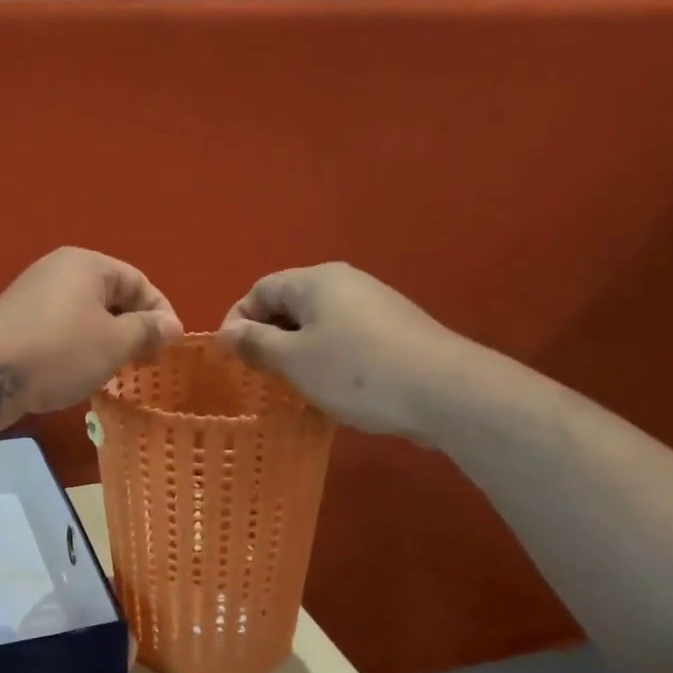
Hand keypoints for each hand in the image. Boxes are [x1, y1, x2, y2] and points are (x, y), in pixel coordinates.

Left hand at [0, 248, 183, 414]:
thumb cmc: (59, 350)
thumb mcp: (114, 343)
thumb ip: (147, 331)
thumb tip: (173, 325)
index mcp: (87, 264)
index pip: (138, 281)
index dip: (161, 313)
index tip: (171, 347)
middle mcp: (59, 272)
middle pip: (111, 298)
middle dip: (133, 330)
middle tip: (146, 364)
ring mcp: (35, 298)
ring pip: (86, 318)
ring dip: (106, 344)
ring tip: (117, 374)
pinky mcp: (18, 325)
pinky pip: (62, 333)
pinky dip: (79, 351)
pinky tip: (81, 377)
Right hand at [217, 263, 475, 442]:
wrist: (445, 391)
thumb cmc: (357, 372)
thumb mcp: (294, 361)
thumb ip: (256, 344)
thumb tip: (228, 332)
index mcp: (315, 281)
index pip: (260, 289)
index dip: (238, 320)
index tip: (231, 357)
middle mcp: (345, 282)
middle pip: (289, 304)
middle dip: (268, 338)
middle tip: (260, 375)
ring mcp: (374, 304)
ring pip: (318, 324)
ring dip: (297, 352)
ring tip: (293, 386)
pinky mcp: (395, 330)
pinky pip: (345, 337)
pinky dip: (327, 358)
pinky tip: (332, 389)